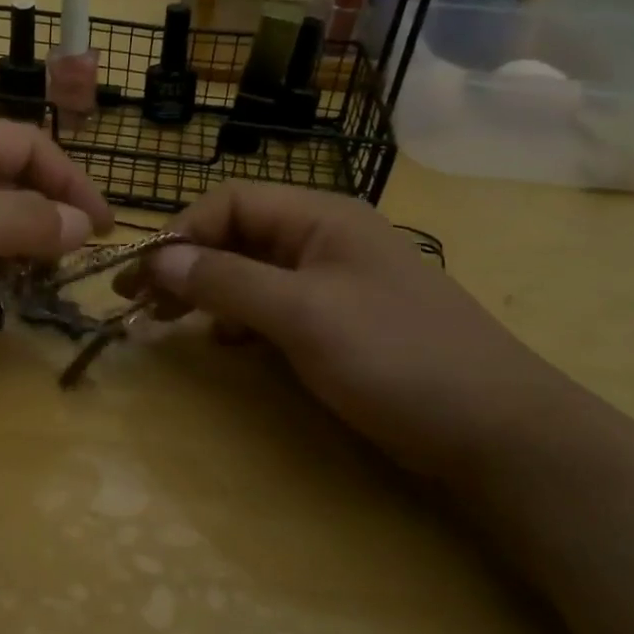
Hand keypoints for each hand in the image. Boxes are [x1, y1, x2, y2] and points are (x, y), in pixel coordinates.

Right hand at [127, 183, 574, 481]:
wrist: (496, 431)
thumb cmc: (396, 357)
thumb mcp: (303, 314)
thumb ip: (226, 281)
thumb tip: (158, 259)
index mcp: (320, 217)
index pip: (229, 203)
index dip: (180, 234)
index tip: (141, 279)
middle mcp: (324, 239)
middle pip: (237, 236)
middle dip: (186, 265)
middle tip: (138, 305)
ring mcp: (334, 283)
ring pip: (252, 273)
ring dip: (208, 292)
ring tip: (170, 323)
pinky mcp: (341, 323)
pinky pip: (274, 307)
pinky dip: (241, 320)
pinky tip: (225, 342)